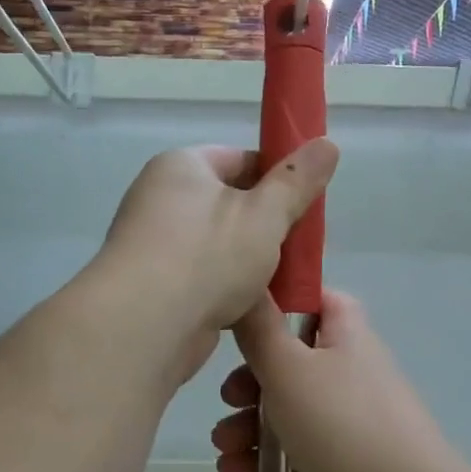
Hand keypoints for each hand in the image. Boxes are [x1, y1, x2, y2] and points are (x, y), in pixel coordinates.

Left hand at [93, 141, 337, 381]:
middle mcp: (161, 197)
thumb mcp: (266, 214)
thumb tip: (327, 143)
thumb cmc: (207, 257)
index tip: (305, 204)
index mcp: (182, 167)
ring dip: (251, 260)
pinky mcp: (155, 284)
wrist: (143, 328)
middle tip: (302, 247)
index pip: (241, 159)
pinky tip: (256, 305)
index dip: (278, 177)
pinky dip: (228, 286)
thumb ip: (297, 181)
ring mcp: (155, 243)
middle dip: (268, 225)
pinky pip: (203, 275)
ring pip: (220, 243)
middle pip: (231, 203)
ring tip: (286, 279)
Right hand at [212, 290, 460, 471]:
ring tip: (225, 446)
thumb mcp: (289, 368)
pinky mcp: (343, 464)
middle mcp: (351, 371)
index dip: (281, 302)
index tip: (243, 318)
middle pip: (292, 360)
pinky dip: (266, 459)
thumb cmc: (342, 424)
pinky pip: (297, 451)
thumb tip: (250, 286)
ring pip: (289, 409)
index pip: (317, 299)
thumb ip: (261, 329)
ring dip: (250, 424)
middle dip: (251, 380)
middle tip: (229, 397)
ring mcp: (349, 420)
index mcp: (346, 335)